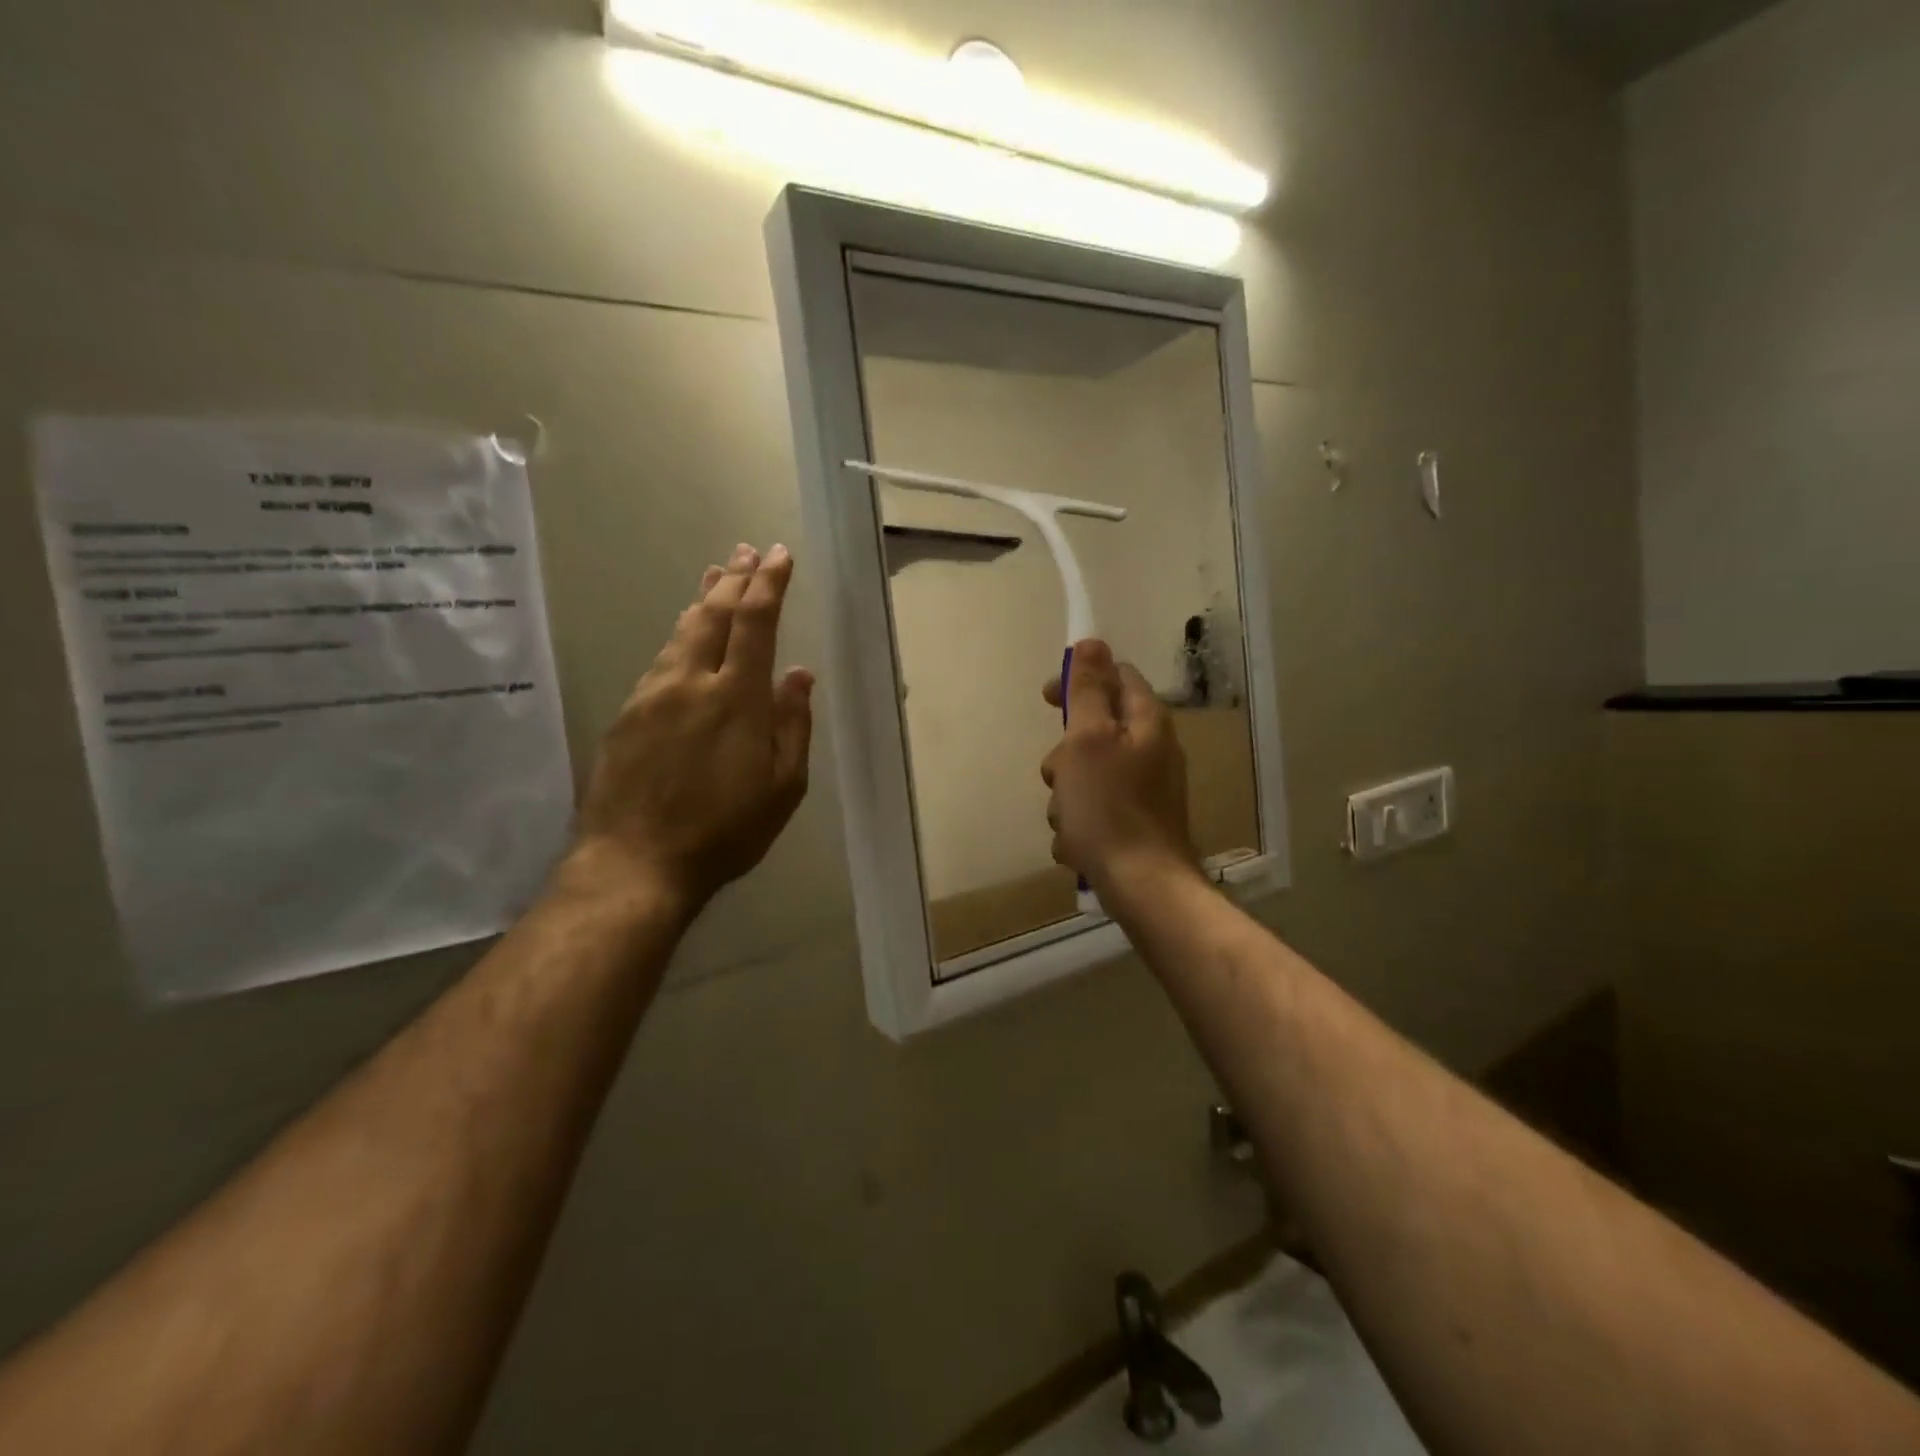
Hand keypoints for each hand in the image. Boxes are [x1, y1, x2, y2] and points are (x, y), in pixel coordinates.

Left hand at [571, 543, 813, 914]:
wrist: (634, 862)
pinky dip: (680, 634)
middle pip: (713, 614)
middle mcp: (691, 682)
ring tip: (716, 576)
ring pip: (681, 631)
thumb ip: (792, 726)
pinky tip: (684, 634)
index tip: (779, 556)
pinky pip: (660, 659)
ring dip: (703, 600)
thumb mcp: (783, 788)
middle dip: (734, 579)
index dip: (769, 584)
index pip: (756, 623)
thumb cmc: (724, 831)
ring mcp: (653, 695)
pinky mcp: (627, 714)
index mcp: (737, 697)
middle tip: (745, 551)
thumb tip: (799, 675)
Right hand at [1041, 640, 1198, 900]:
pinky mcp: (1135, 824)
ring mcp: (1145, 790)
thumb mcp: (1088, 740)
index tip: (1046, 700)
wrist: (1143, 887)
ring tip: (1068, 820)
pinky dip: (1080, 824)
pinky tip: (1078, 844)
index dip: (1078, 681)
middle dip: (1065, 755)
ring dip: (1066, 796)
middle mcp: (1151, 751)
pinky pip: (1094, 810)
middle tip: (1059, 776)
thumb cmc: (1109, 808)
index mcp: (1146, 723)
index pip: (1115, 677)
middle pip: (1094, 731)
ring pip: (1087, 775)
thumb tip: (1092, 642)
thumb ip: (1088, 691)